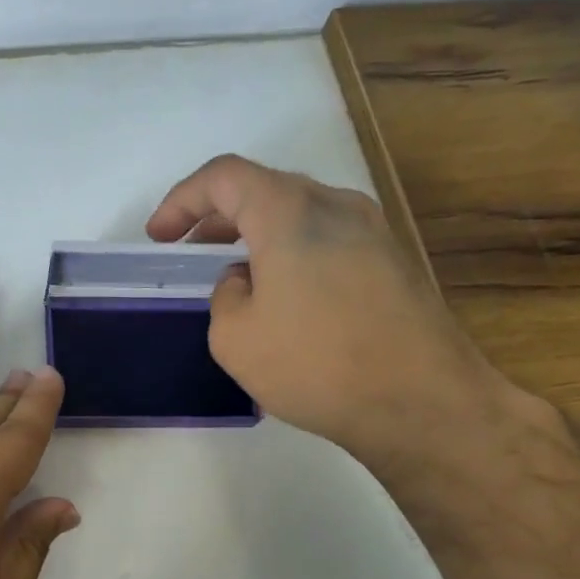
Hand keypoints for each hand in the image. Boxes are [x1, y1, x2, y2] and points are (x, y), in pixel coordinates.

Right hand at [146, 154, 530, 473]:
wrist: (421, 401)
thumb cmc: (314, 364)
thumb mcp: (234, 337)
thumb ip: (225, 295)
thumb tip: (245, 281)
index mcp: (289, 212)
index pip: (224, 177)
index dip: (182, 200)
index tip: (159, 236)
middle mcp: (336, 205)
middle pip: (265, 189)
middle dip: (217, 216)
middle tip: (190, 251)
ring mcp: (373, 232)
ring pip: (299, 214)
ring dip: (257, 236)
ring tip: (234, 276)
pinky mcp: (392, 262)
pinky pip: (327, 240)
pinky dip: (291, 253)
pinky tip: (283, 298)